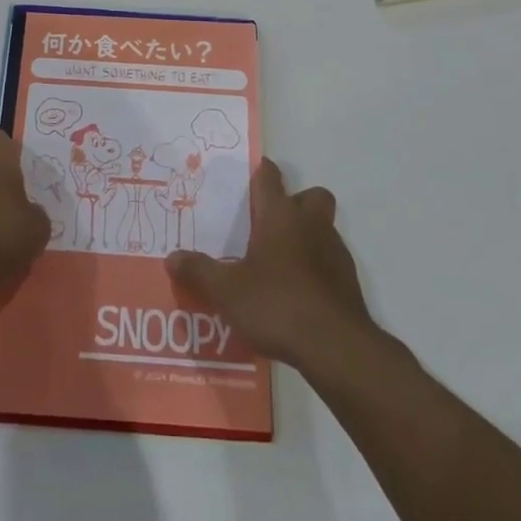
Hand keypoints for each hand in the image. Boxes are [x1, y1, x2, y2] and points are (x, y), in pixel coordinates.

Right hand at [165, 159, 370, 370]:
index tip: (250, 176)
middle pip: (311, 196)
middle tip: (272, 223)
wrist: (336, 347)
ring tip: (281, 263)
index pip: (269, 177)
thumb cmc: (277, 304)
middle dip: (296, 202)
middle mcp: (310, 224)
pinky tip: (299, 293)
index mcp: (279, 216)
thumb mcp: (226, 291)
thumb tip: (171, 257)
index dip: (260, 172)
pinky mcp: (349, 282)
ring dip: (307, 236)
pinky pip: (331, 261)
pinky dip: (318, 268)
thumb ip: (199, 271)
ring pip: (324, 228)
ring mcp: (335, 252)